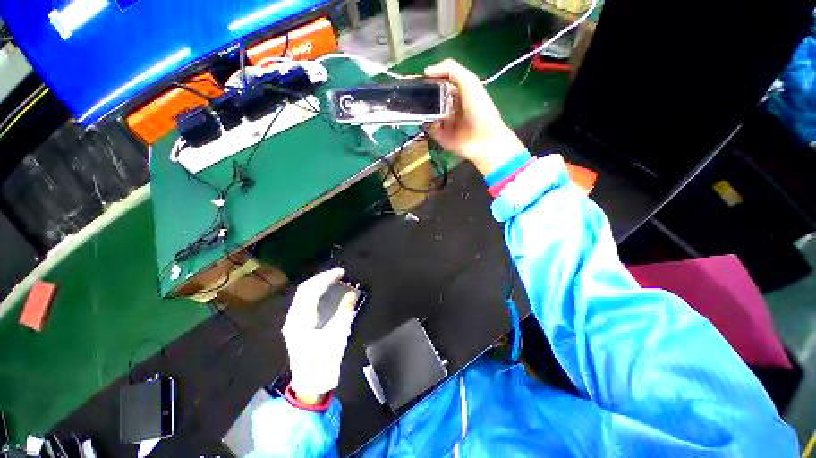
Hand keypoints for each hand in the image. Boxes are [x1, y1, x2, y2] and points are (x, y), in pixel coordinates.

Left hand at [282, 268, 357, 404]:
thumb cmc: (324, 360)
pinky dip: (317, 294)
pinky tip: (326, 294)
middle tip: (338, 274)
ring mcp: (293, 323)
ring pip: (304, 295)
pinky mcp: (297, 327)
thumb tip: (352, 294)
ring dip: (319, 285)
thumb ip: (345, 311)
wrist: (312, 383)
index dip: (326, 278)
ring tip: (334, 280)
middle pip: (305, 290)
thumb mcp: (338, 335)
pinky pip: (305, 302)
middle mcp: (293, 318)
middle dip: (322, 278)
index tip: (341, 273)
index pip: (311, 290)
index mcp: (300, 320)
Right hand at [424, 59, 525, 176]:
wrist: (484, 140)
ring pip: (428, 114)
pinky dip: (427, 125)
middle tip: (411, 94)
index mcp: (458, 92)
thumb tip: (427, 71)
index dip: (429, 79)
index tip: (416, 79)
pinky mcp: (441, 137)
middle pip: (431, 98)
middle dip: (421, 96)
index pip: (439, 83)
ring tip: (415, 106)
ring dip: (422, 110)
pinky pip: (429, 129)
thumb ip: (451, 70)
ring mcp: (444, 123)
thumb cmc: (480, 110)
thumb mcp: (469, 82)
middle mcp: (450, 107)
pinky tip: (428, 121)